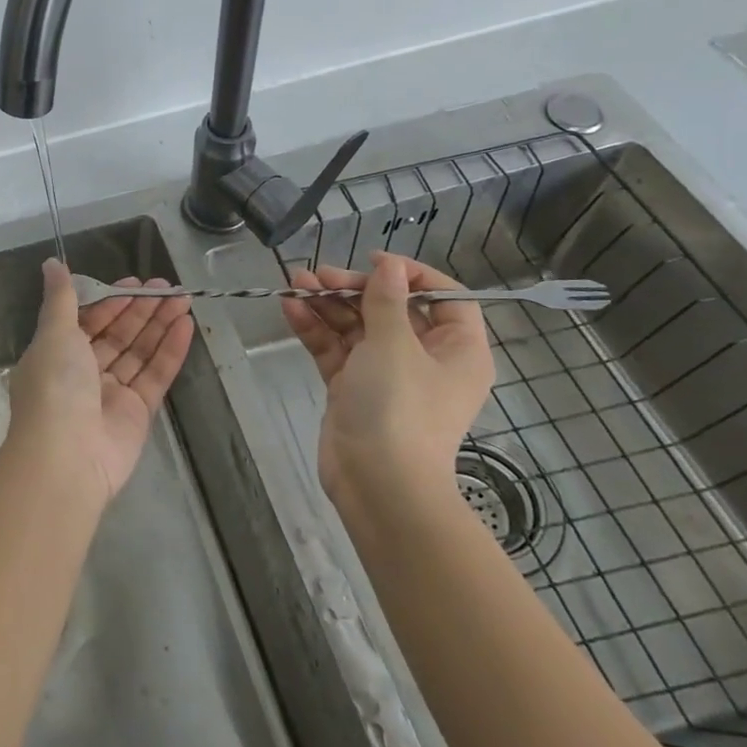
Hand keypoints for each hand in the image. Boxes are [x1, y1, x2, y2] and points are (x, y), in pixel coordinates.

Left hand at [7, 260, 194, 504]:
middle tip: (168, 286)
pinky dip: (171, 351)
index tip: (136, 283)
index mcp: (58, 352)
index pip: (88, 319)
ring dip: (160, 324)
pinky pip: (155, 375)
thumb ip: (61, 298)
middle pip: (117, 333)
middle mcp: (83, 372)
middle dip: (141, 309)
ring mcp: (111, 393)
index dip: (111, 300)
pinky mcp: (138, 413)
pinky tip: (186, 326)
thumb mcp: (54, 333)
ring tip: (184, 298)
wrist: (67, 456)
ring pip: (139, 351)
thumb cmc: (55, 386)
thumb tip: (51, 263)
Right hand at [282, 251, 493, 516]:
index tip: (375, 263)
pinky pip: (335, 349)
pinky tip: (290, 307)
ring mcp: (385, 374)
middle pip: (391, 309)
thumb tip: (390, 266)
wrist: (377, 484)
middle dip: (353, 288)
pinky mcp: (352, 388)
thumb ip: (386, 300)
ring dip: (327, 304)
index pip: (445, 298)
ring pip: (356, 327)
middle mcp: (424, 359)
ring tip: (294, 282)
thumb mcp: (394, 345)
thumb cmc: (400, 408)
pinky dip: (315, 329)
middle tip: (319, 276)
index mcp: (456, 350)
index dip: (412, 275)